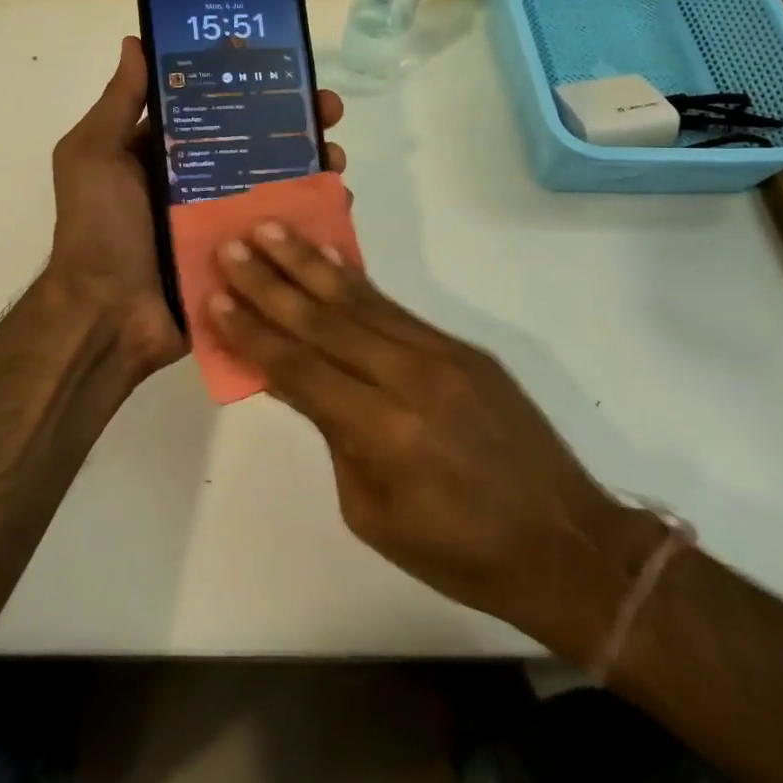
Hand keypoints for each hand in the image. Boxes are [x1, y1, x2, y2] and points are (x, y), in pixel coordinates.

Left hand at [47, 37, 346, 381]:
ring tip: (337, 158)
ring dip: (311, 166)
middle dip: (295, 123)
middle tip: (329, 112)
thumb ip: (118, 103)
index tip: (286, 70)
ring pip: (275, 184)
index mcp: (162, 155)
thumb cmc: (99, 228)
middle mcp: (195, 183)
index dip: (249, 88)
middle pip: (254, 143)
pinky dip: (310, 215)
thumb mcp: (94, 155)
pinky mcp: (241, 257)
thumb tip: (136, 43)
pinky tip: (337, 201)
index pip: (214, 110)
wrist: (108, 316)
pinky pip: (280, 231)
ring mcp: (221, 222)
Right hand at [208, 225, 653, 655]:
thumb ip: (334, 436)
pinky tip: (329, 260)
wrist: (566, 544)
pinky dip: (356, 283)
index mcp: (381, 432)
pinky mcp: (462, 350)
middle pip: (323, 322)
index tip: (215, 297)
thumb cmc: (457, 551)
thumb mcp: (372, 511)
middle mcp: (408, 380)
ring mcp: (440, 357)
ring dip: (309, 265)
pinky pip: (396, 310)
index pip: (298, 369)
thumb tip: (301, 381)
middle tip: (231, 247)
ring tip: (271, 230)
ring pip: (359, 302)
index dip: (252, 333)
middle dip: (270, 283)